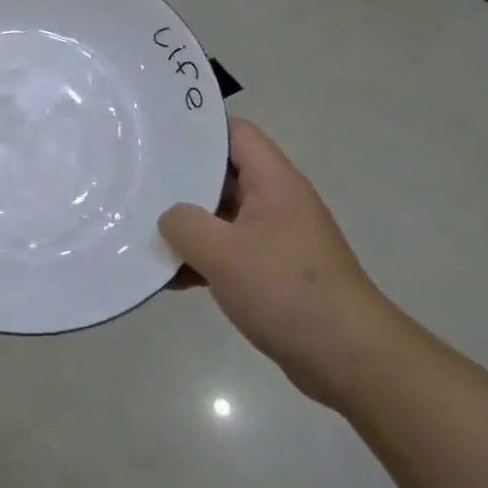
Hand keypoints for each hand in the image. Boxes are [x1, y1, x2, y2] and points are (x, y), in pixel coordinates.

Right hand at [159, 118, 409, 406]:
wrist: (349, 359)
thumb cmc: (287, 291)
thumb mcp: (223, 252)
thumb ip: (184, 224)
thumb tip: (170, 218)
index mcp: (274, 183)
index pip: (236, 133)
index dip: (198, 128)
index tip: (157, 134)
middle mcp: (277, 203)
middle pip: (224, 175)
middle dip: (182, 180)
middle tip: (138, 181)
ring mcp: (277, 240)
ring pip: (222, 217)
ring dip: (189, 226)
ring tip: (143, 230)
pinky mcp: (274, 273)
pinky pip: (230, 254)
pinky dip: (203, 260)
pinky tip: (170, 278)